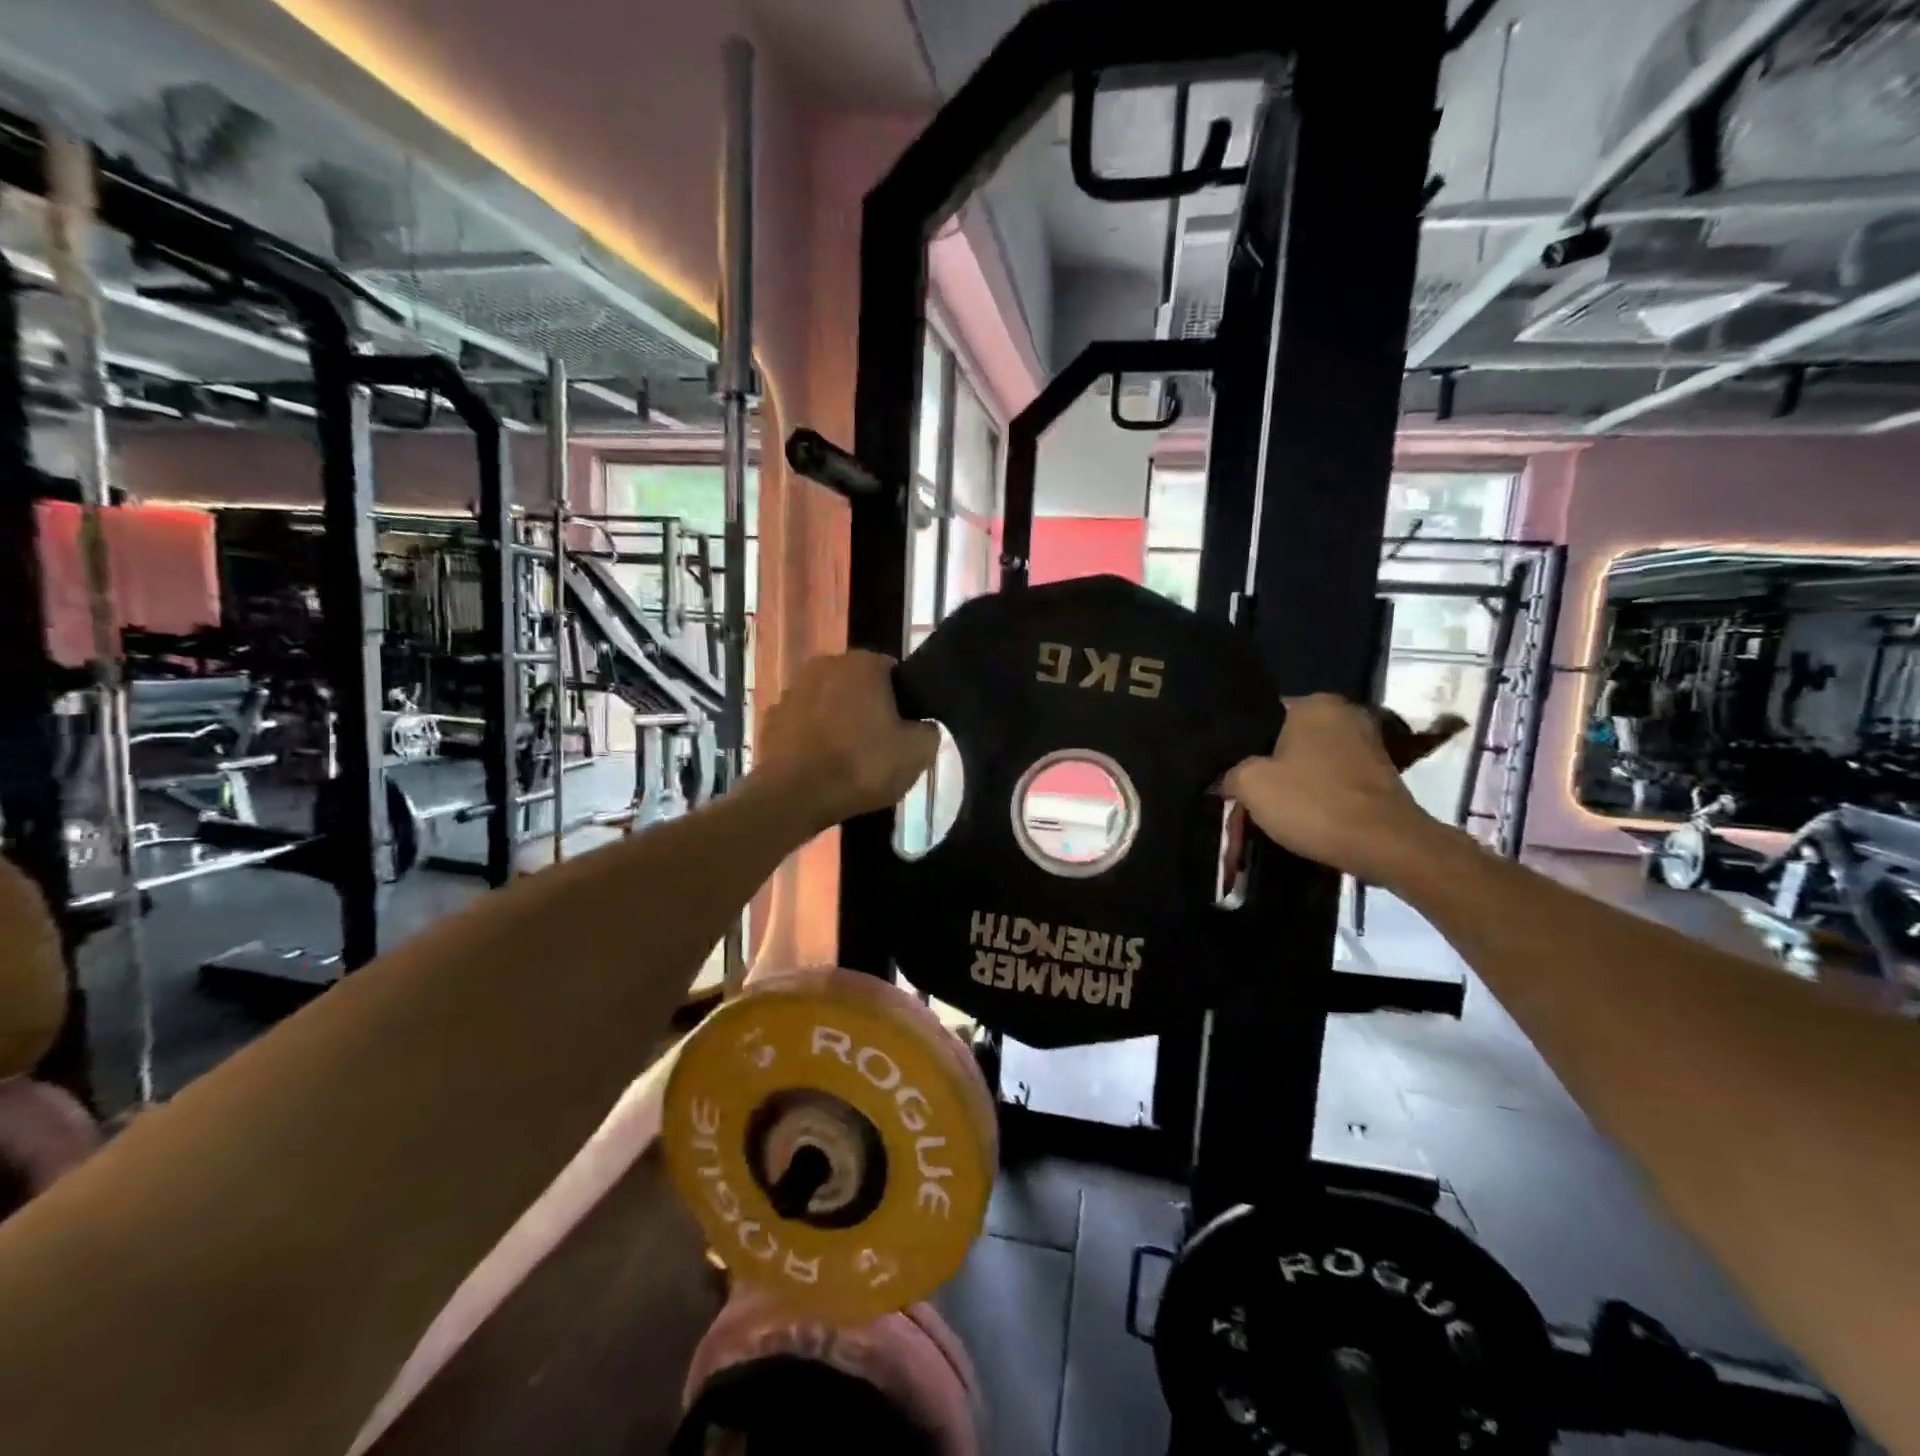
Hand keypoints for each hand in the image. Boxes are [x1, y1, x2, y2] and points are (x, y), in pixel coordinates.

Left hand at [753, 652, 938, 829]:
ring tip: (847, 761)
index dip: (902, 702)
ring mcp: (792, 690)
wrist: (794, 797)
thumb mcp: (917, 753)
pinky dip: (811, 739)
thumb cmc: (861, 766)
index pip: (893, 673)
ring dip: (837, 722)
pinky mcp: (770, 719)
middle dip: (867, 709)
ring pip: (827, 704)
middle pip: (857, 686)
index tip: (903, 730)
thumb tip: (922, 726)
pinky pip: (802, 725)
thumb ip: (928, 731)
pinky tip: (820, 766)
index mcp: (862, 664)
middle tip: (879, 746)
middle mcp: (824, 665)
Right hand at [1223, 695, 1464, 884]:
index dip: (1238, 746)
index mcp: (1313, 704)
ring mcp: (1368, 742)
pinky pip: (1333, 778)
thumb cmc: (1314, 804)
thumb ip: (1230, 773)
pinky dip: (1317, 794)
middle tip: (1246, 794)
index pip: (1260, 716)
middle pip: (1286, 739)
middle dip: (1268, 765)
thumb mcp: (1251, 786)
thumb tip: (1226, 777)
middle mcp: (1344, 713)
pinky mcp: (1381, 772)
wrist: (1387, 845)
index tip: (1228, 772)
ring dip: (1293, 782)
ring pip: (1311, 760)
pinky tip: (1302, 815)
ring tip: (1271, 809)